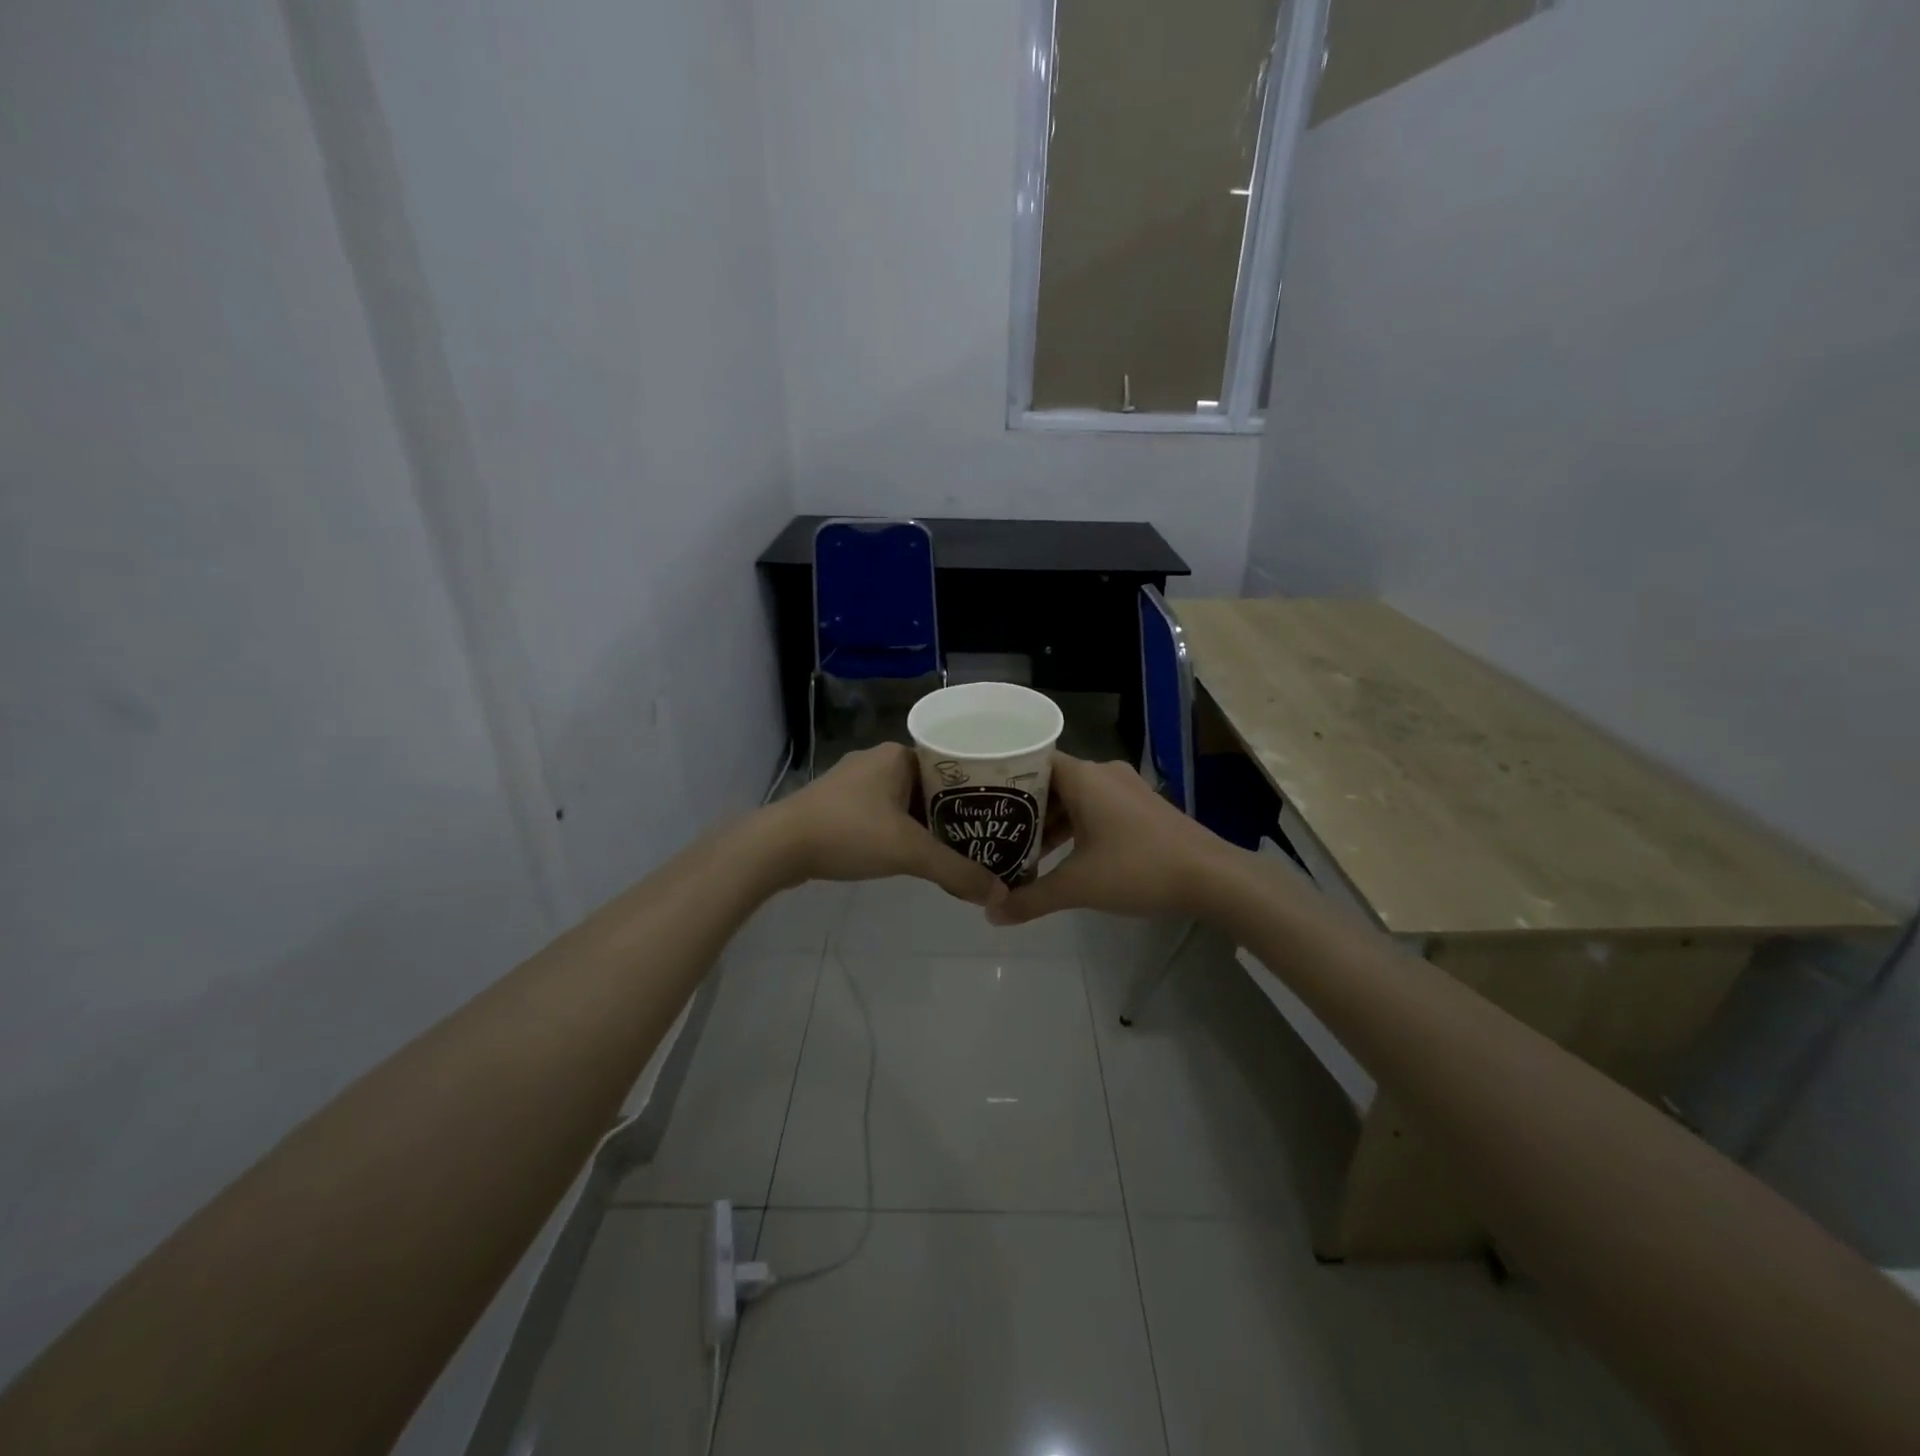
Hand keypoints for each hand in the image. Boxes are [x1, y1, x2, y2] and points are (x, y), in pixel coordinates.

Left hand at [766, 743, 1005, 907]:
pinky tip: (908, 853)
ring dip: (925, 824)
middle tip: (981, 837)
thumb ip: (956, 871)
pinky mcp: (837, 804)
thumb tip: (999, 893)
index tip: (996, 813)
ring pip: (904, 801)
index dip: (976, 789)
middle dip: (952, 812)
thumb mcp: (909, 852)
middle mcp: (877, 760)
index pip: (951, 764)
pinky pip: (881, 813)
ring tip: (953, 849)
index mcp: (897, 755)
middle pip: (929, 785)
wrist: (777, 847)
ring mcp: (853, 782)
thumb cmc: (848, 833)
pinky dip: (899, 830)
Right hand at [988, 753, 1233, 924]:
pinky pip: (1095, 807)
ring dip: (1050, 823)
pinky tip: (1061, 856)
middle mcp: (1102, 773)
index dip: (1002, 778)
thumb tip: (991, 914)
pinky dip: (1075, 827)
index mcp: (1083, 777)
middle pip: (1050, 782)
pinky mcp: (1140, 806)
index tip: (979, 798)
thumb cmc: (1137, 868)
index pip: (1030, 762)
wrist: (1211, 876)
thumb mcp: (1078, 886)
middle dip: (1023, 810)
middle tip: (992, 832)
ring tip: (1021, 851)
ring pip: (1074, 798)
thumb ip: (1031, 898)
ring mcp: (1124, 788)